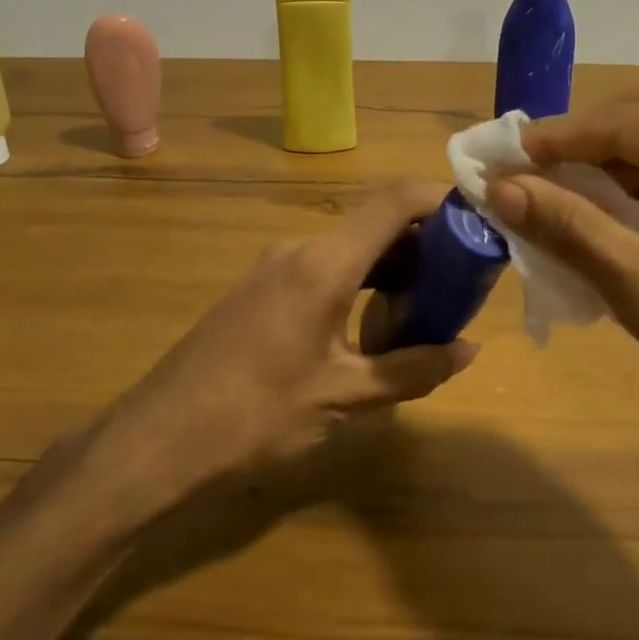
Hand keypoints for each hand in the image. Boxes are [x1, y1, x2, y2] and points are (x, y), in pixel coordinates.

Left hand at [63, 181, 477, 528]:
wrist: (157, 440)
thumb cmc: (255, 416)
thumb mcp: (344, 397)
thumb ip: (412, 369)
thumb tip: (468, 350)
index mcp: (324, 262)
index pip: (395, 202)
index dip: (442, 199)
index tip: (481, 218)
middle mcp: (300, 248)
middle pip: (376, 223)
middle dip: (426, 242)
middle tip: (466, 277)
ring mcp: (275, 266)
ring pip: (351, 247)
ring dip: (393, 266)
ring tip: (430, 304)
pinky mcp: (261, 289)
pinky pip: (325, 266)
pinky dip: (361, 281)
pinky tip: (376, 322)